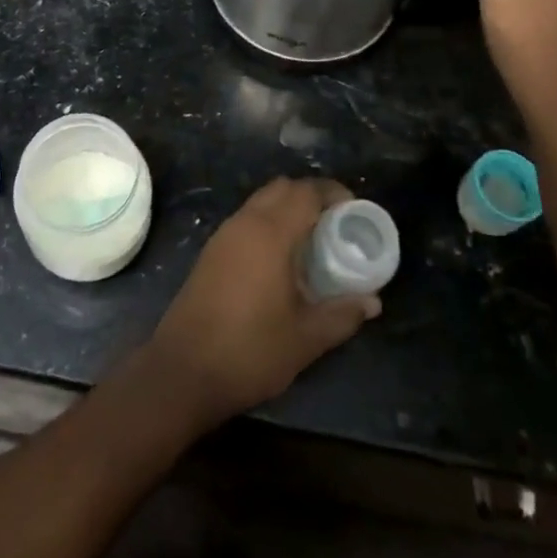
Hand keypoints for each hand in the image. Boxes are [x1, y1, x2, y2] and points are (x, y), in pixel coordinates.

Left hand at [144, 178, 377, 427]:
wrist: (183, 369)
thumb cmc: (250, 350)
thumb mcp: (306, 338)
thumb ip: (342, 314)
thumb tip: (372, 301)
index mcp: (270, 233)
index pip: (305, 192)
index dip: (332, 193)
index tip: (354, 208)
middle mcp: (245, 223)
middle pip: (281, 188)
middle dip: (311, 196)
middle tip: (336, 223)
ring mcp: (223, 234)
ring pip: (261, 202)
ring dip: (287, 208)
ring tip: (313, 239)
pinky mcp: (211, 251)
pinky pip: (247, 219)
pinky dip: (268, 222)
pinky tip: (282, 257)